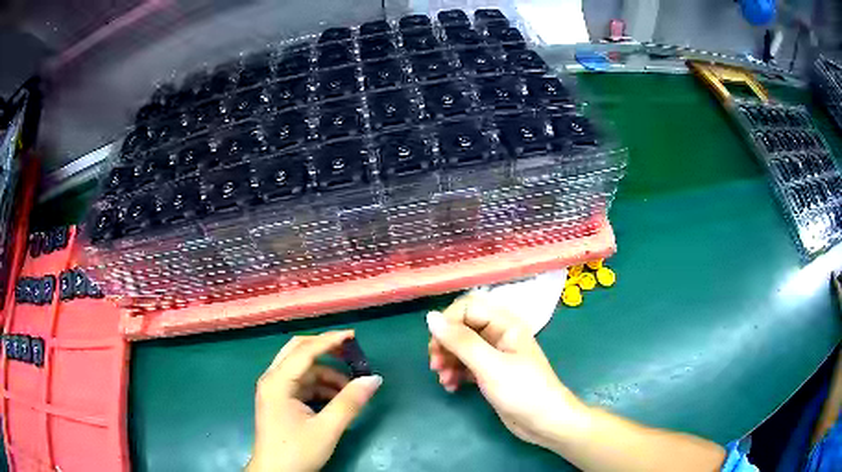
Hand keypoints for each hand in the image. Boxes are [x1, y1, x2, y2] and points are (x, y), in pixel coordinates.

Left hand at [247, 331, 381, 471]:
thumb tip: (374, 379)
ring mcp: (274, 391)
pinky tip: (336, 400)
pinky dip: (320, 387)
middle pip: (298, 352)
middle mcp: (272, 380)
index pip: (305, 351)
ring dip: (326, 375)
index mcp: (277, 382)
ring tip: (350, 389)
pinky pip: (301, 385)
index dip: (330, 341)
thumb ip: (350, 402)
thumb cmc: (296, 452)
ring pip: (302, 370)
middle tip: (351, 354)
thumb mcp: (327, 429)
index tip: (354, 336)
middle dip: (325, 351)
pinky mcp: (279, 402)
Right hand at [427, 292, 587, 449]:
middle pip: (461, 327)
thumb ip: (461, 341)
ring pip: (461, 347)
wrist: (544, 422)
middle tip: (436, 365)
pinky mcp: (490, 372)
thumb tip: (430, 317)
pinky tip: (451, 386)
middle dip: (445, 345)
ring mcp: (494, 354)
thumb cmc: (522, 391)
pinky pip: (465, 364)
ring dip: (448, 361)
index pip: (467, 307)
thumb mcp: (490, 366)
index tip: (436, 346)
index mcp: (505, 323)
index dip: (448, 323)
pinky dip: (455, 373)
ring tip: (443, 380)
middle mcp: (499, 334)